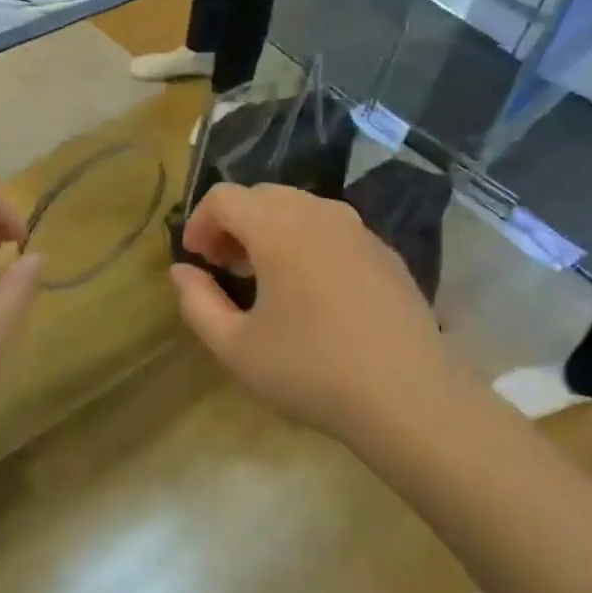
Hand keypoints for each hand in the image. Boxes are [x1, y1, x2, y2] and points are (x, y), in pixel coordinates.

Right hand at [171, 184, 467, 451]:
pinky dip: (305, 241)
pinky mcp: (385, 253)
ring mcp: (359, 231)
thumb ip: (197, 302)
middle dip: (233, 223)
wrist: (409, 397)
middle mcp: (320, 214)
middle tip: (223, 266)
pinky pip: (332, 229)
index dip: (199, 222)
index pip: (225, 197)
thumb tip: (182, 271)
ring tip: (263, 276)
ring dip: (269, 229)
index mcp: (279, 228)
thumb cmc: (311, 370)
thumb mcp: (236, 346)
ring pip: (299, 208)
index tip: (195, 259)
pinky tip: (309, 289)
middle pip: (262, 195)